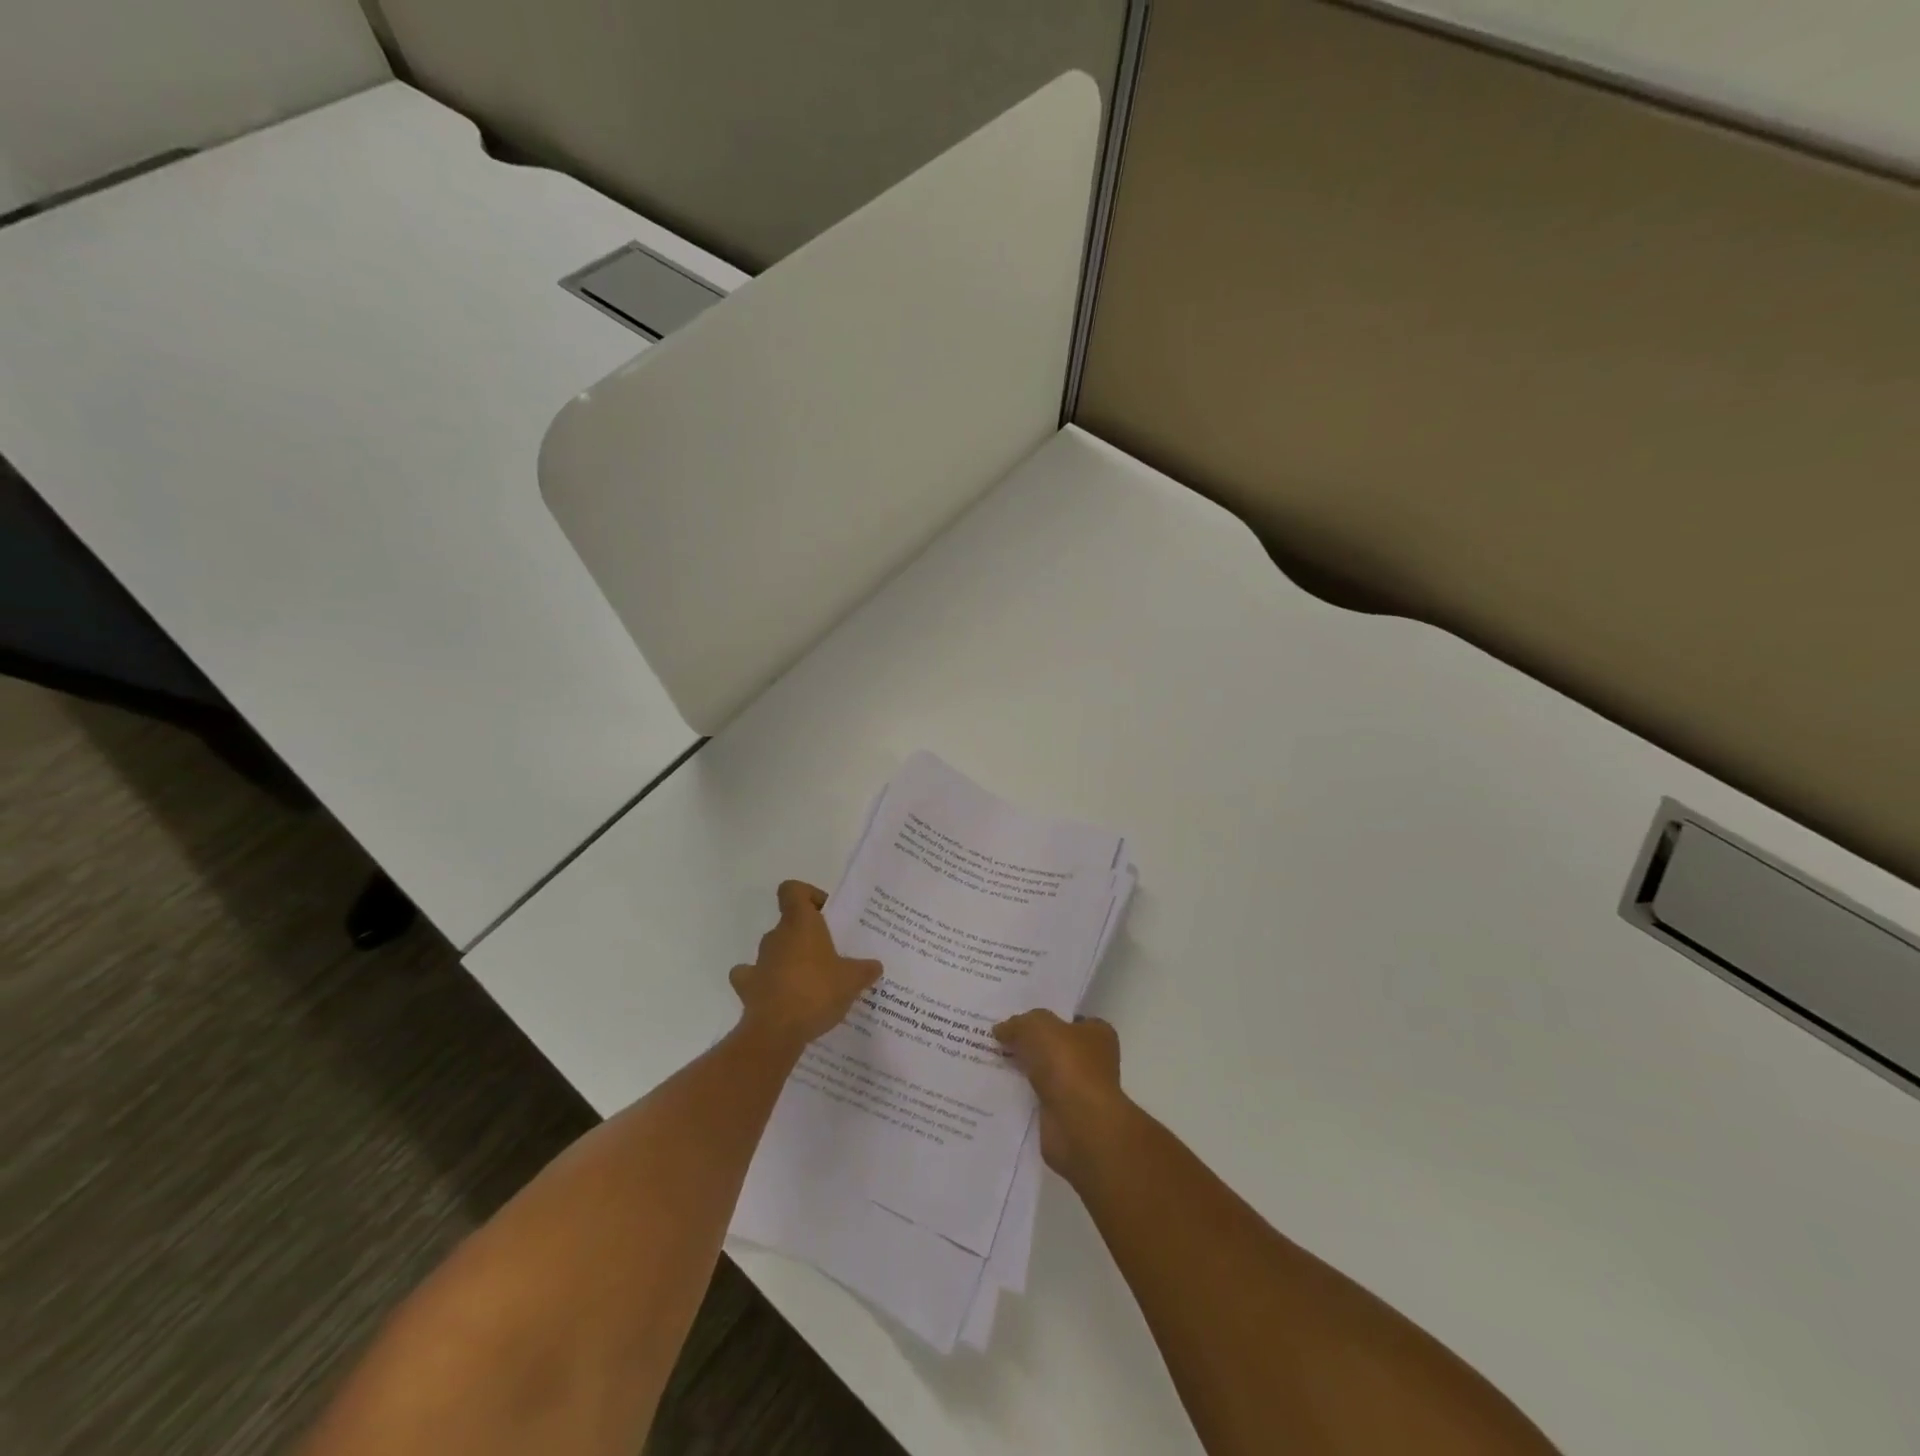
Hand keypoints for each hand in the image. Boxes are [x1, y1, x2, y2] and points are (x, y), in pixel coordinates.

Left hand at [730, 881, 881, 1051]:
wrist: (776, 1031)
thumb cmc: (817, 991)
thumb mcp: (853, 980)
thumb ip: (865, 969)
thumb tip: (875, 966)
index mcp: (800, 923)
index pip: (793, 890)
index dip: (808, 895)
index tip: (826, 914)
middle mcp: (776, 936)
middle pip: (789, 924)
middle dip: (807, 937)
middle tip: (830, 956)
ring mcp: (759, 961)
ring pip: (774, 950)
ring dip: (788, 960)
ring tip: (811, 982)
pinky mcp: (747, 987)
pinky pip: (754, 978)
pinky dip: (764, 983)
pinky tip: (780, 996)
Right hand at [993, 1009, 1127, 1183]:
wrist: (1078, 1125)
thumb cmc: (1068, 1064)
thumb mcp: (1038, 1027)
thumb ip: (1018, 1023)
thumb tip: (1001, 1029)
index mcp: (1097, 1034)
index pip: (1069, 1019)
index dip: (1044, 1017)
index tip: (1015, 1018)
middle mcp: (1092, 1061)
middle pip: (1053, 1047)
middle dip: (1027, 1044)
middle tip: (994, 1038)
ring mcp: (1077, 1092)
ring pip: (1042, 1074)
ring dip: (1021, 1071)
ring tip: (987, 1061)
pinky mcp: (1062, 1117)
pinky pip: (1034, 1099)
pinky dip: (1019, 1096)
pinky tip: (994, 1089)